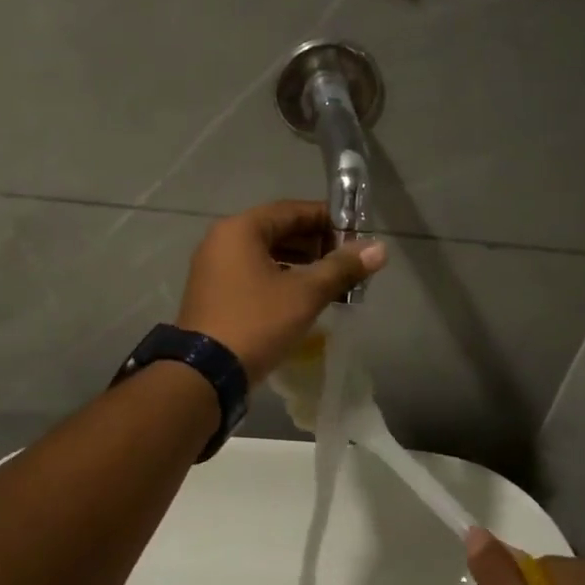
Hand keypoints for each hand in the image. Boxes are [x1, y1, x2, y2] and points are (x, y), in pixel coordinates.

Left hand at [175, 200, 386, 381]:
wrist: (205, 373)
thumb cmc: (256, 322)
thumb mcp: (305, 294)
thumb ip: (342, 268)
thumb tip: (379, 248)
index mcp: (241, 229)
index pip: (292, 210)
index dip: (327, 220)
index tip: (356, 235)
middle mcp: (222, 240)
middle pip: (277, 229)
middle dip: (315, 243)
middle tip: (347, 261)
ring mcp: (213, 267)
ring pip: (265, 253)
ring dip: (299, 262)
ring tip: (331, 280)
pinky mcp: (213, 292)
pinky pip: (252, 272)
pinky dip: (279, 277)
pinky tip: (302, 296)